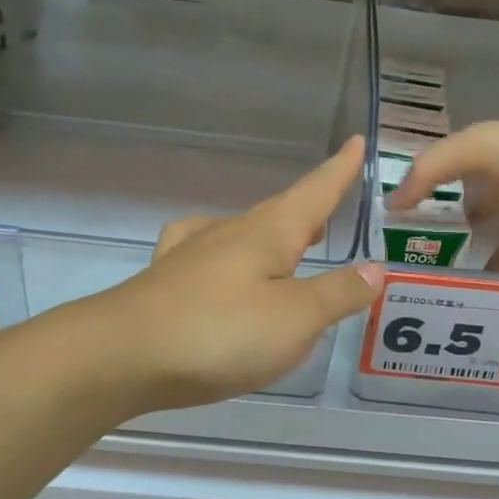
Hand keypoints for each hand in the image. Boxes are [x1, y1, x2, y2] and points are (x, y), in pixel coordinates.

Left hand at [90, 138, 383, 412]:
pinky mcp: (167, 281)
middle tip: (332, 200)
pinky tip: (217, 261)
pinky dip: (226, 252)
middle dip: (309, 205)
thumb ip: (338, 293)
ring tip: (289, 241)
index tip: (356, 142)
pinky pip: (206, 252)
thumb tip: (375, 268)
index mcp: (269, 234)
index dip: (338, 171)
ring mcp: (193, 255)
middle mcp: (231, 233)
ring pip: (243, 231)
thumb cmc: (220, 333)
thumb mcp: (295, 318)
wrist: (123, 355)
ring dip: (272, 230)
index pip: (313, 194)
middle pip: (279, 211)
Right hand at [388, 113, 498, 277]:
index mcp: (491, 159)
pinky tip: (438, 304)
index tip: (377, 220)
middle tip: (383, 264)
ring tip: (401, 290)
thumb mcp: (481, 145)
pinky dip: (473, 292)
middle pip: (456, 221)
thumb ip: (432, 170)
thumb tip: (390, 205)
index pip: (443, 179)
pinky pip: (496, 282)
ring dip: (445, 269)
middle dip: (426, 238)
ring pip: (472, 254)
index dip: (414, 196)